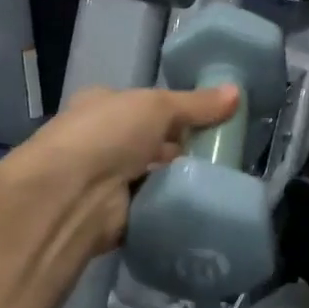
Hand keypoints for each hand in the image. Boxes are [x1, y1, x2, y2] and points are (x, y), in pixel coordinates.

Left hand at [1, 83, 239, 261]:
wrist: (71, 195)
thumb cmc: (108, 134)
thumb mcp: (157, 106)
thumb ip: (196, 104)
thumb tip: (237, 92)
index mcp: (102, 106)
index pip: (144, 107)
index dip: (177, 112)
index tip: (212, 120)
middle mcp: (101, 141)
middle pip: (151, 143)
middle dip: (182, 149)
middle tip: (222, 153)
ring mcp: (106, 180)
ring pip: (154, 176)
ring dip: (178, 179)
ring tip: (218, 179)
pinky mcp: (115, 215)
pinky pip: (152, 206)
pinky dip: (170, 206)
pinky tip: (198, 204)